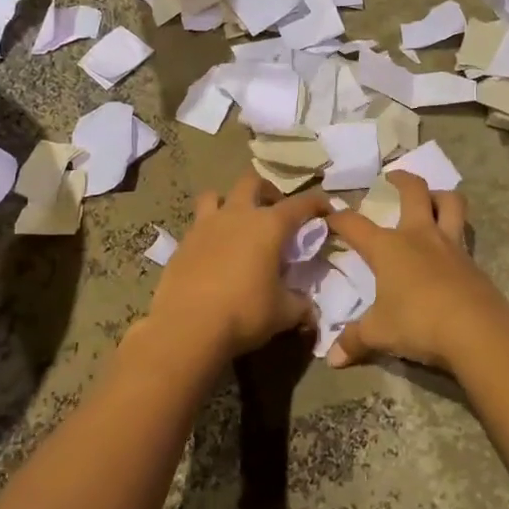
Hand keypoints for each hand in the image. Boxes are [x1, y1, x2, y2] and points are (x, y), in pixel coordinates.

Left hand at [145, 171, 330, 362]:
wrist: (188, 327)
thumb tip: (308, 307)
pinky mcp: (182, 243)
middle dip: (267, 190)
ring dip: (228, 202)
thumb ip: (300, 304)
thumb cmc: (244, 313)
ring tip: (236, 223)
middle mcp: (237, 215)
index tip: (326, 210)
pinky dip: (208, 231)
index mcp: (269, 225)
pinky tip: (213, 254)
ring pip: (215, 195)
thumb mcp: (284, 313)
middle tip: (275, 211)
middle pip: (252, 181)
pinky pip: (197, 225)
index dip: (317, 203)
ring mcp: (205, 225)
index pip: (301, 204)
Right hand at [323, 174, 508, 370]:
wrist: (477, 330)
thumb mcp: (379, 334)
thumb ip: (354, 340)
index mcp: (388, 247)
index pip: (355, 224)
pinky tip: (450, 248)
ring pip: (450, 203)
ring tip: (432, 198)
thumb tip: (330, 359)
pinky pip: (464, 234)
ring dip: (440, 195)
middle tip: (393, 177)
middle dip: (402, 179)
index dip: (339, 218)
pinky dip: (456, 231)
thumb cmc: (418, 323)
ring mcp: (450, 245)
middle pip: (414, 191)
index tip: (329, 216)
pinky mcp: (473, 261)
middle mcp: (419, 236)